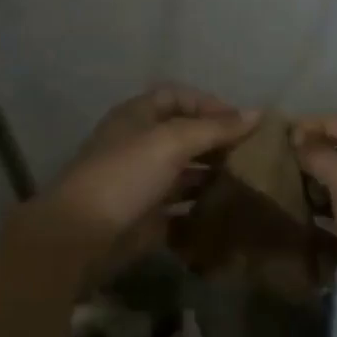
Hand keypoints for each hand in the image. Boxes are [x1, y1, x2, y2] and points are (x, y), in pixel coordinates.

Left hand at [43, 85, 255, 261]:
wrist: (78, 238)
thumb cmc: (124, 175)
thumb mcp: (172, 141)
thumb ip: (215, 128)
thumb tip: (258, 113)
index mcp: (137, 116)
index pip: (178, 97)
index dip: (210, 105)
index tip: (243, 122)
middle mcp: (139, 145)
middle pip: (184, 135)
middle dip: (217, 142)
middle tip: (254, 155)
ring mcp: (141, 183)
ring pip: (185, 173)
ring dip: (214, 176)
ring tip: (249, 183)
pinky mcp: (145, 219)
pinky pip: (181, 209)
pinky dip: (203, 210)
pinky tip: (231, 213)